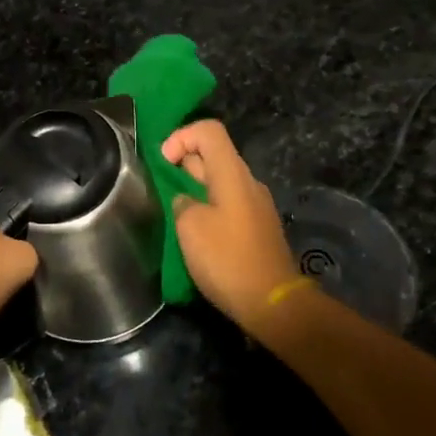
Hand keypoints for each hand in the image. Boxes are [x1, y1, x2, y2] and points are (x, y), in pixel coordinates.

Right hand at [162, 121, 300, 331]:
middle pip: (213, 155)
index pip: (209, 131)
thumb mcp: (190, 227)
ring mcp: (256, 206)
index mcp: (233, 174)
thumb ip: (182, 203)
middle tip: (162, 190)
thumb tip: (186, 201)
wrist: (273, 304)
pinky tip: (196, 235)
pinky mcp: (258, 229)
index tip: (163, 163)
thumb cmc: (228, 259)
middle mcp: (248, 182)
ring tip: (174, 215)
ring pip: (219, 182)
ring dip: (194, 189)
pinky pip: (228, 204)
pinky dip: (208, 208)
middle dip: (183, 165)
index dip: (181, 137)